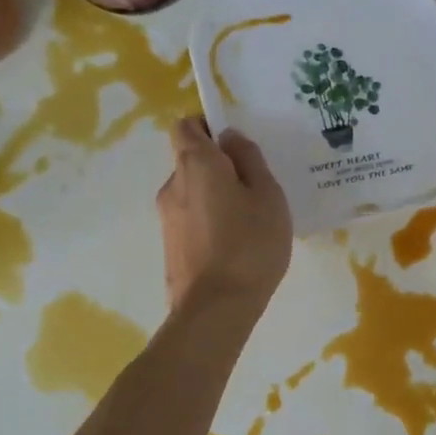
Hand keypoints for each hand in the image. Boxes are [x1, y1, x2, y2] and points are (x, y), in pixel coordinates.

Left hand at [157, 118, 291, 313]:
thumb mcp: (268, 195)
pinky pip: (192, 219)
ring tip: (249, 219)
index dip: (208, 126)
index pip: (186, 126)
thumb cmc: (250, 244)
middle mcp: (173, 185)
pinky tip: (236, 243)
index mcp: (196, 164)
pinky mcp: (170, 246)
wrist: (216, 308)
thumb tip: (230, 138)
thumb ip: (250, 160)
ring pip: (193, 192)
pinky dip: (210, 221)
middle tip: (255, 185)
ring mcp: (167, 218)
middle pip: (190, 160)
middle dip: (219, 165)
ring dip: (216, 196)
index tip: (237, 143)